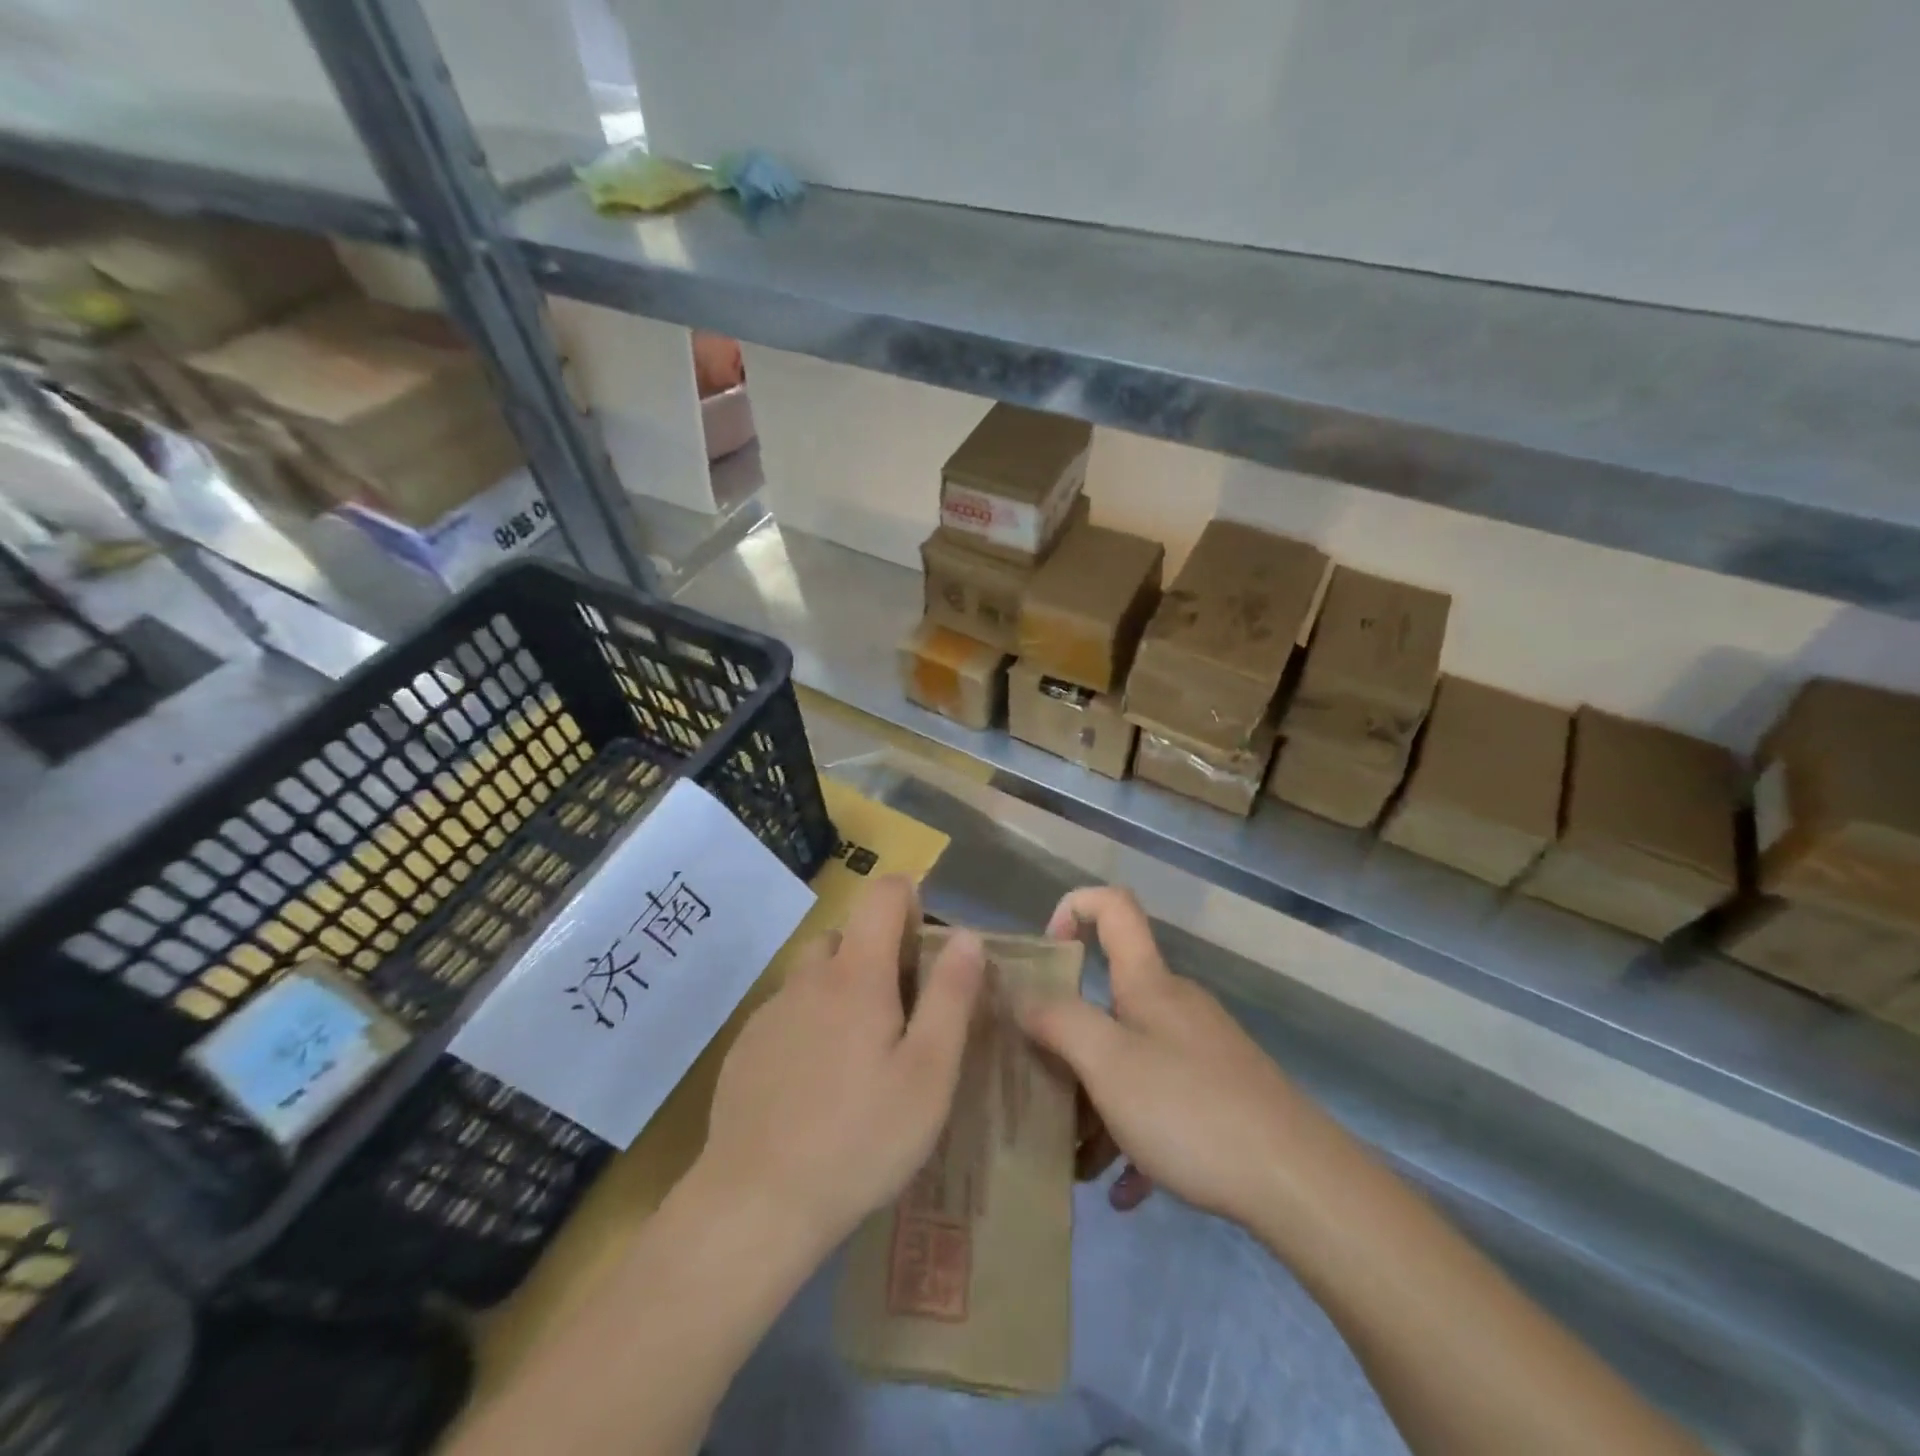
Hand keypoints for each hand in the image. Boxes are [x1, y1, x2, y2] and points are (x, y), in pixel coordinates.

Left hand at [697, 875, 984, 1254]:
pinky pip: (787, 1013)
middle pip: (846, 934)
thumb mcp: (928, 1073)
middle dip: (878, 954)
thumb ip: (950, 997)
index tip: (926, 946)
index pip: (882, 894)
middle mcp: (808, 978)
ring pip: (814, 975)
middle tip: (901, 1016)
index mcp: (857, 974)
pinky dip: (810, 1025)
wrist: (755, 1205)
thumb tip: (967, 936)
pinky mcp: (745, 1047)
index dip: (910, 899)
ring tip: (861, 1057)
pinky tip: (817, 1086)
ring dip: (842, 990)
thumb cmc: (860, 1138)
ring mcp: (770, 1012)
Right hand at [1018, 887, 1304, 1227]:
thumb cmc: (1191, 1110)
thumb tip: (1024, 997)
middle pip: (1110, 996)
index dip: (1074, 907)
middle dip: (1069, 1036)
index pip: (1113, 906)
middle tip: (1039, 1083)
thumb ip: (1059, 1021)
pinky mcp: (1220, 1096)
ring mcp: (1200, 1051)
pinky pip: (1161, 1103)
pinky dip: (1135, 1135)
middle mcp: (1174, 1006)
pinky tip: (1124, 1191)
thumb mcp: (1108, 1063)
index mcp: (1148, 983)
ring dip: (1097, 1100)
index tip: (1045, 955)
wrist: (1300, 1183)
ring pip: (1131, 1058)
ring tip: (1075, 1161)